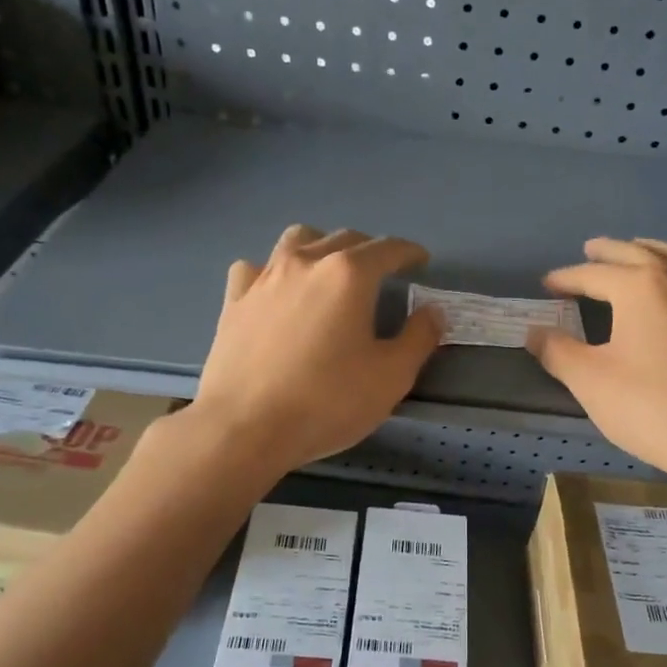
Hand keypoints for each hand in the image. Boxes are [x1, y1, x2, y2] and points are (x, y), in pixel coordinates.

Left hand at [188, 225, 442, 473]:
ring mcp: (264, 278)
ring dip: (321, 246)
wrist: (245, 427)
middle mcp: (306, 263)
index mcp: (348, 275)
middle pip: (344, 239)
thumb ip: (419, 338)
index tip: (421, 260)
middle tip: (382, 271)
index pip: (387, 249)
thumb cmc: (327, 402)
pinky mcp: (234, 300)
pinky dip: (273, 272)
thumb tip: (432, 312)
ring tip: (329, 270)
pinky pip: (256, 269)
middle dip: (369, 249)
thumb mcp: (391, 377)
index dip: (409, 252)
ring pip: (297, 240)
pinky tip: (276, 292)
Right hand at [527, 238, 666, 486]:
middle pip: (636, 254)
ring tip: (633, 252)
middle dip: (608, 252)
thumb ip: (558, 351)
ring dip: (647, 250)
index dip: (566, 279)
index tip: (546, 285)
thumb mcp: (590, 381)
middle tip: (588, 249)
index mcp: (639, 286)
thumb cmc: (649, 406)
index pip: (593, 274)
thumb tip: (533, 332)